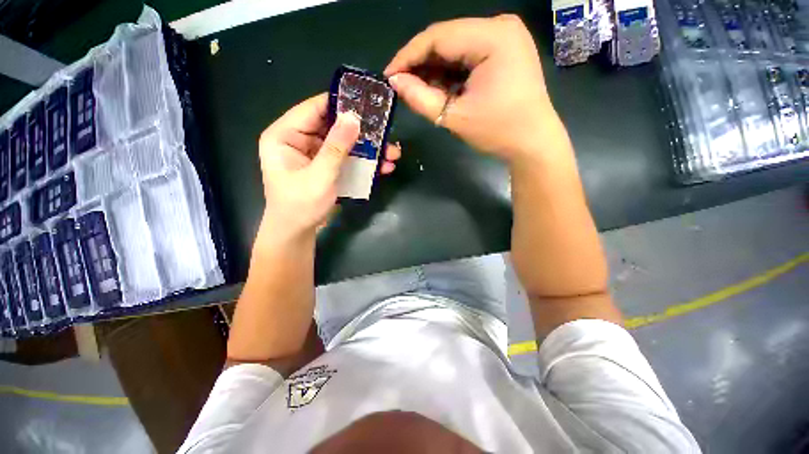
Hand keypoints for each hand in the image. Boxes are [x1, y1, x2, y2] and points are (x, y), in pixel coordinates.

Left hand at [257, 93, 400, 240]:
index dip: (340, 103)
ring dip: (368, 149)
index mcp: (285, 135)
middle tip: (386, 132)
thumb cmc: (301, 206)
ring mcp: (314, 154)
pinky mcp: (326, 166)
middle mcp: (299, 139)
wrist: (297, 232)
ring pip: (344, 143)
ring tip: (392, 153)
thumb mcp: (319, 176)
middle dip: (361, 132)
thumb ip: (336, 147)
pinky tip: (383, 167)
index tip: (367, 102)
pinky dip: (363, 162)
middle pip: (333, 126)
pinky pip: (346, 158)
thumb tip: (353, 117)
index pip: (314, 109)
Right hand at [385, 15, 565, 161]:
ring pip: (456, 47)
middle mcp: (500, 26)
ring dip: (434, 69)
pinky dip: (450, 72)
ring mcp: (504, 37)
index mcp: (493, 37)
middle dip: (421, 63)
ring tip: (417, 90)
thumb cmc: (498, 131)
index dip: (408, 56)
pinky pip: (468, 55)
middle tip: (401, 85)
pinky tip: (439, 87)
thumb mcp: (454, 117)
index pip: (438, 37)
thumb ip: (420, 98)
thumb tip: (395, 81)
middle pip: (447, 39)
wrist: (532, 142)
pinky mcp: (504, 50)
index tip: (388, 75)